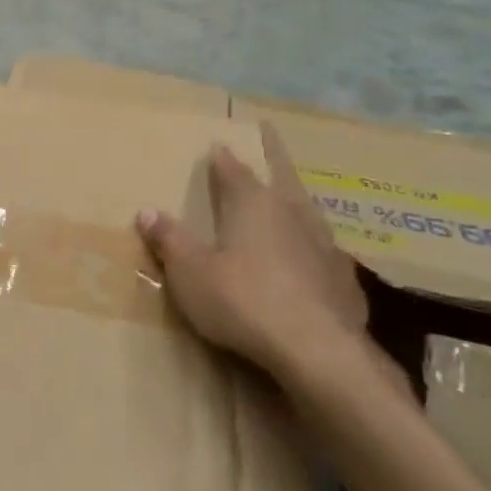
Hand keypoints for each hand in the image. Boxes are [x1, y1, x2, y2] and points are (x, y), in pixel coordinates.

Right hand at [136, 122, 371, 389]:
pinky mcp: (343, 279)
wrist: (317, 351)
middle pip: (282, 178)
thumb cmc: (242, 301)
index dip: (223, 158)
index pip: (234, 170)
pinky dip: (311, 246)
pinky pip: (323, 250)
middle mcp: (292, 214)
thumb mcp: (190, 272)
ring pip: (308, 211)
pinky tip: (309, 259)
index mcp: (253, 205)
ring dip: (296, 201)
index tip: (219, 144)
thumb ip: (170, 240)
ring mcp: (324, 245)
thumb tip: (147, 211)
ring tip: (289, 198)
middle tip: (271, 140)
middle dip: (274, 159)